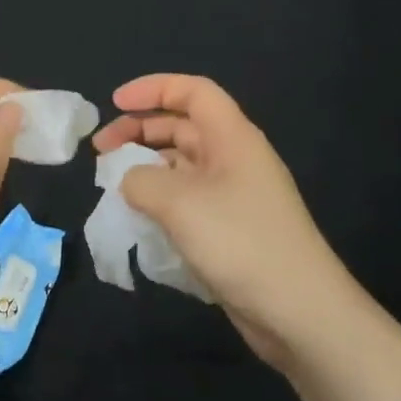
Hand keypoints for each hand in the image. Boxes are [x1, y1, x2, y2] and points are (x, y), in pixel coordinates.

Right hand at [93, 74, 351, 367]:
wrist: (299, 312)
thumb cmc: (240, 242)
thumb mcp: (179, 203)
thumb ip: (141, 180)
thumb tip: (130, 181)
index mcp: (232, 136)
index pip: (192, 91)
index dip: (151, 88)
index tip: (114, 104)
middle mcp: (234, 158)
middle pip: (182, 126)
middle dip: (139, 130)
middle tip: (101, 151)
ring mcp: (233, 194)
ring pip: (182, 164)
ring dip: (146, 166)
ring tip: (112, 184)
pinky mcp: (229, 228)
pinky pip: (187, 198)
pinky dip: (159, 198)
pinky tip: (138, 217)